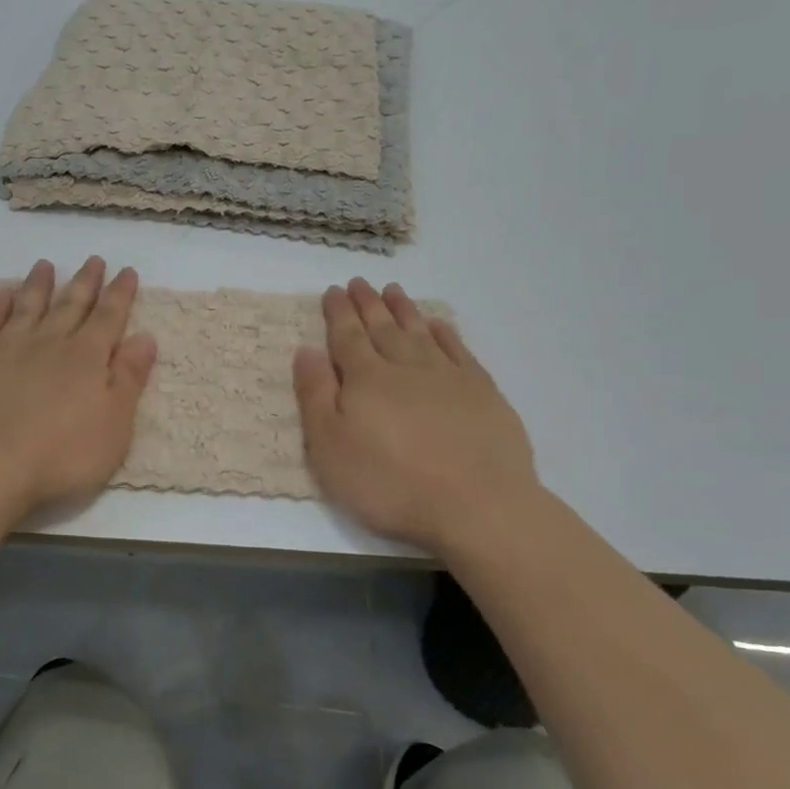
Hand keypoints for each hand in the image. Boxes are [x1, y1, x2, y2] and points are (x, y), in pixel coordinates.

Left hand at [0, 257, 156, 521]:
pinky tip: (4, 294)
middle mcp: (50, 342)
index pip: (109, 317)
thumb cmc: (62, 455)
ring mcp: (9, 348)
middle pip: (71, 305)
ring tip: (46, 265)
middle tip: (94, 260)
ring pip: (29, 306)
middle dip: (86, 282)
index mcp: (88, 358)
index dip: (120, 294)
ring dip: (40, 284)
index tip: (127, 271)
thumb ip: (129, 378)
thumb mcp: (114, 425)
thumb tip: (145, 337)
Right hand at [292, 278, 541, 554]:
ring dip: (404, 309)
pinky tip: (438, 324)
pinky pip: (458, 350)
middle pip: (383, 328)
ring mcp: (448, 377)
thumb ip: (316, 396)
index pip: (347, 337)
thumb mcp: (330, 448)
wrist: (478, 506)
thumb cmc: (391, 483)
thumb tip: (306, 350)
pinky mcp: (482, 392)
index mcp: (366, 380)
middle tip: (360, 282)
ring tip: (394, 290)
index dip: (338, 313)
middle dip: (368, 304)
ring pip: (420, 332)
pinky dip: (445, 333)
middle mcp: (405, 367)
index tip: (333, 290)